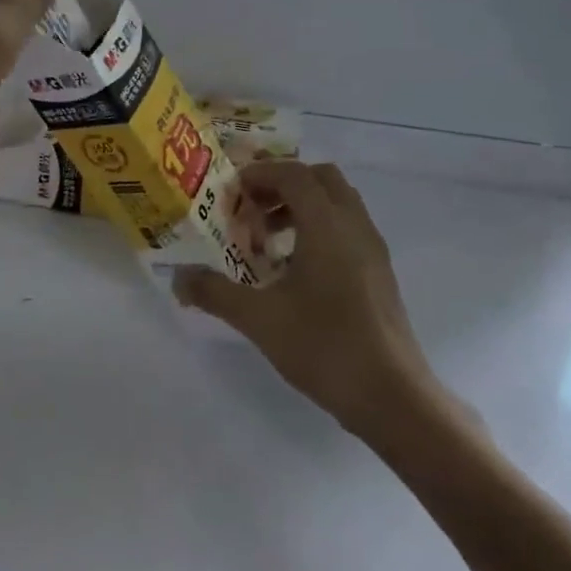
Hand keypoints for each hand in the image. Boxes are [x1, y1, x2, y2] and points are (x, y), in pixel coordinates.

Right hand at [175, 162, 457, 439]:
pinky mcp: (380, 273)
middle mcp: (354, 226)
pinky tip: (297, 270)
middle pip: (321, 178)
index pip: (294, 174)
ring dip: (303, 205)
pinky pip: (348, 228)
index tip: (231, 192)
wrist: (392, 396)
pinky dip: (320, 228)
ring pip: (338, 202)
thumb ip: (214, 292)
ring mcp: (372, 249)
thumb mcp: (258, 319)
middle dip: (283, 183)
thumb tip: (178, 278)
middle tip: (252, 209)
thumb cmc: (324, 346)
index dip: (260, 174)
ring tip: (270, 240)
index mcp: (327, 226)